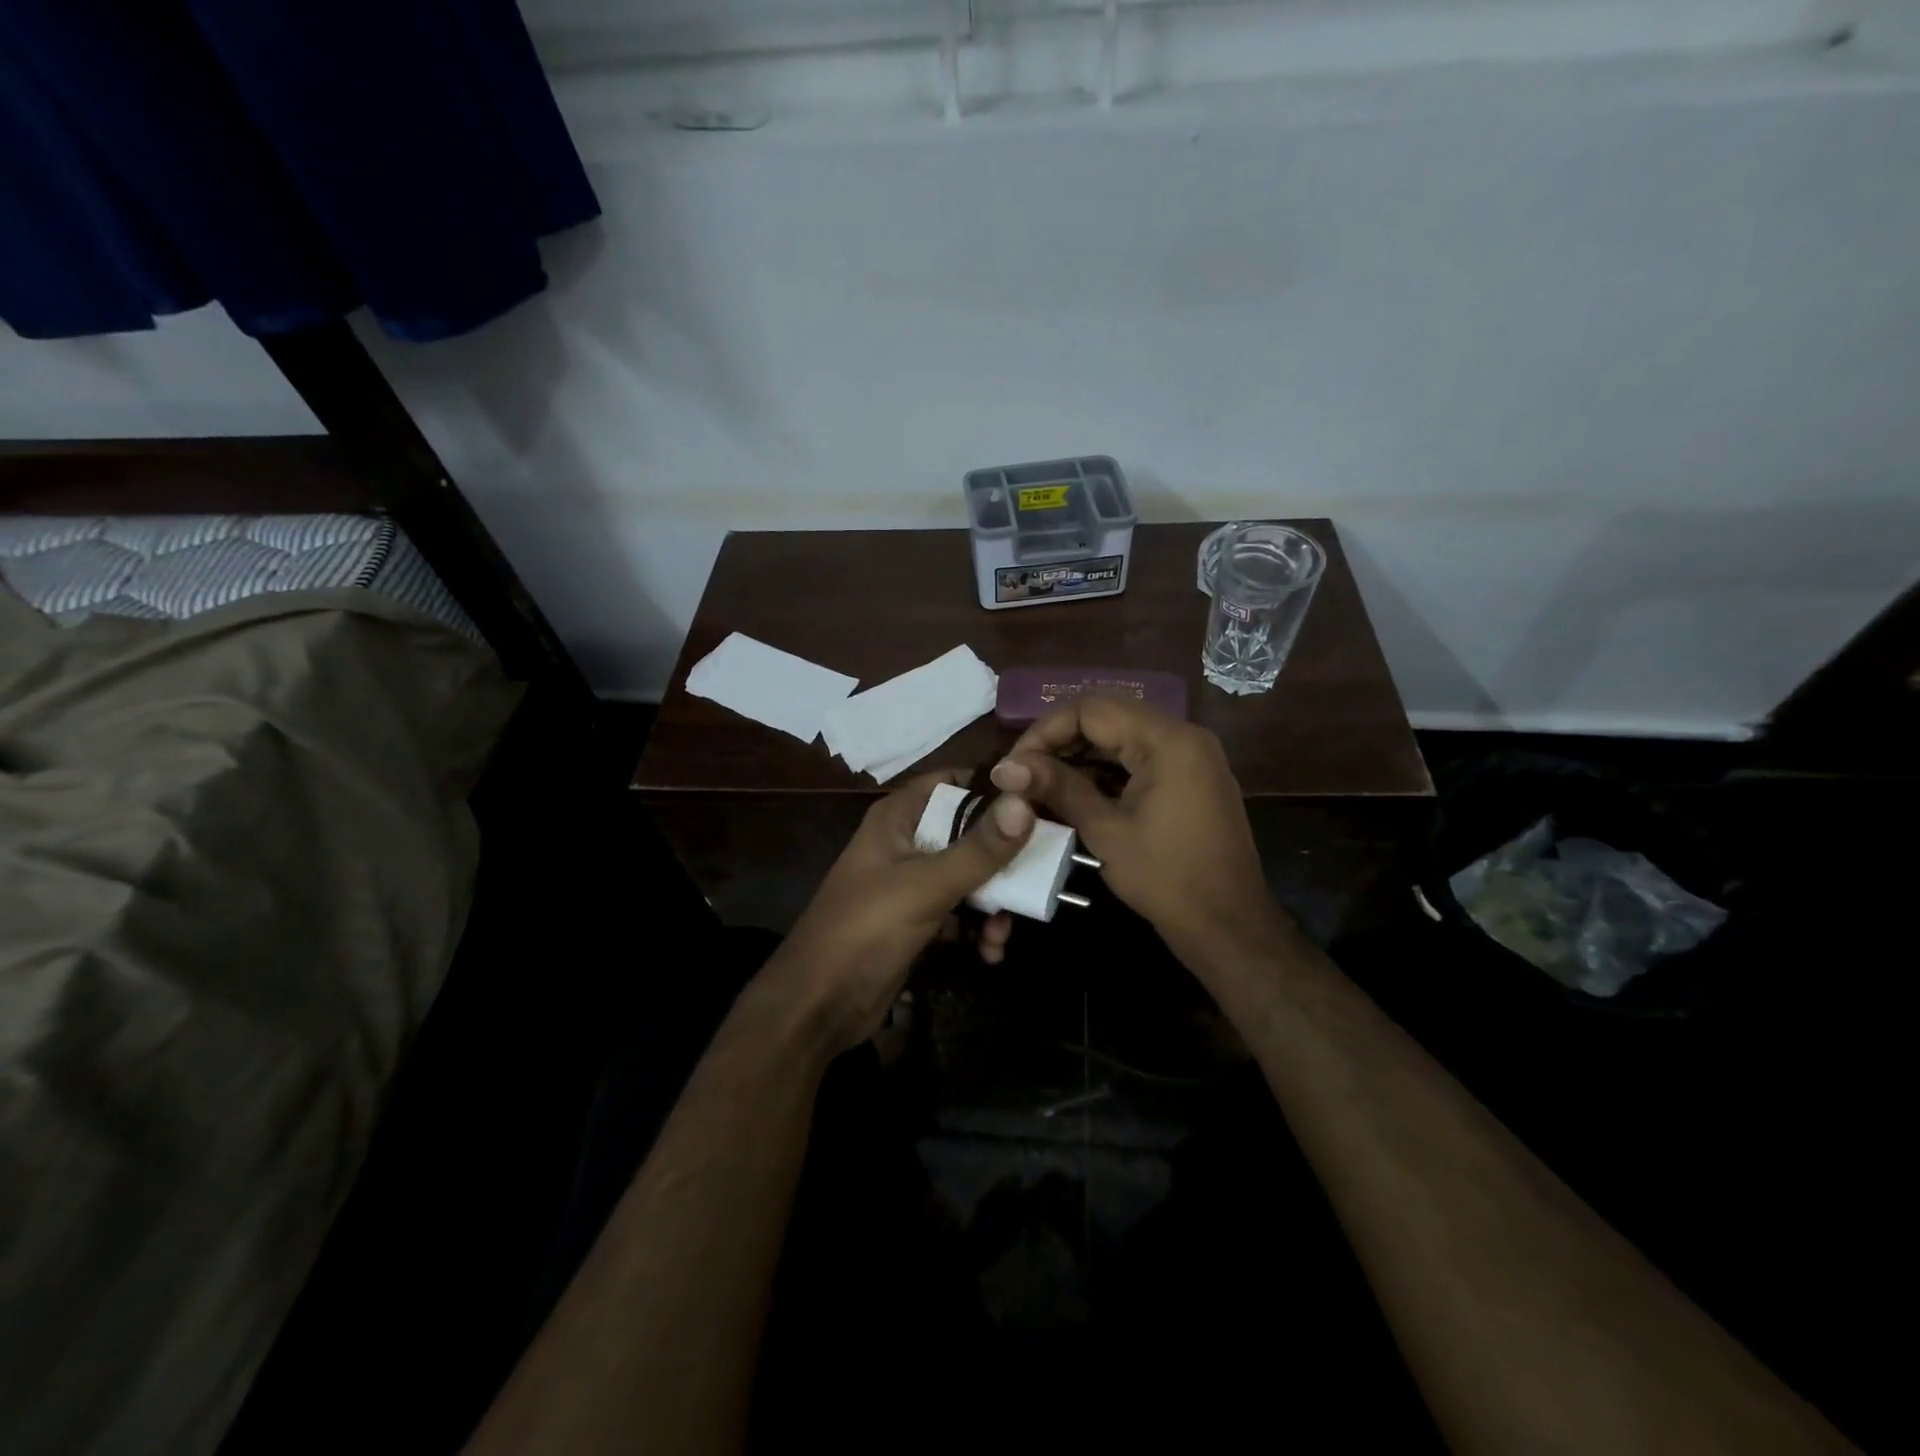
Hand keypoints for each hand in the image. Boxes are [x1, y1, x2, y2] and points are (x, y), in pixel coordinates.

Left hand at [759, 770, 1034, 1055]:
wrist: (820, 1004)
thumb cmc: (867, 929)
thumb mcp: (927, 886)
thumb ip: (978, 849)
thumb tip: (1025, 803)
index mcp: (898, 818)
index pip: (951, 783)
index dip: (992, 790)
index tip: (1036, 806)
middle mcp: (905, 842)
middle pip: (968, 833)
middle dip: (1002, 861)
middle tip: (1037, 879)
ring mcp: (911, 883)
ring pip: (969, 877)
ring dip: (994, 903)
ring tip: (1002, 933)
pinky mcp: (917, 920)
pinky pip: (960, 913)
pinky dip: (977, 929)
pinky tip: (989, 953)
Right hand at [989, 696, 1284, 968]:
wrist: (1229, 926)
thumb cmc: (1166, 879)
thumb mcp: (1105, 831)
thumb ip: (1057, 788)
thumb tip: (1004, 768)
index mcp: (1167, 740)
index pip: (1090, 709)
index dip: (1044, 731)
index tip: (1015, 765)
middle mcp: (1183, 735)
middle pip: (1107, 716)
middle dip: (1060, 741)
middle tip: (1024, 774)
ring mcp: (1191, 755)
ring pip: (1122, 736)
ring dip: (1080, 756)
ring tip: (1041, 785)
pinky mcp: (1191, 777)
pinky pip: (1140, 757)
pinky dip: (1106, 770)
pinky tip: (1075, 793)